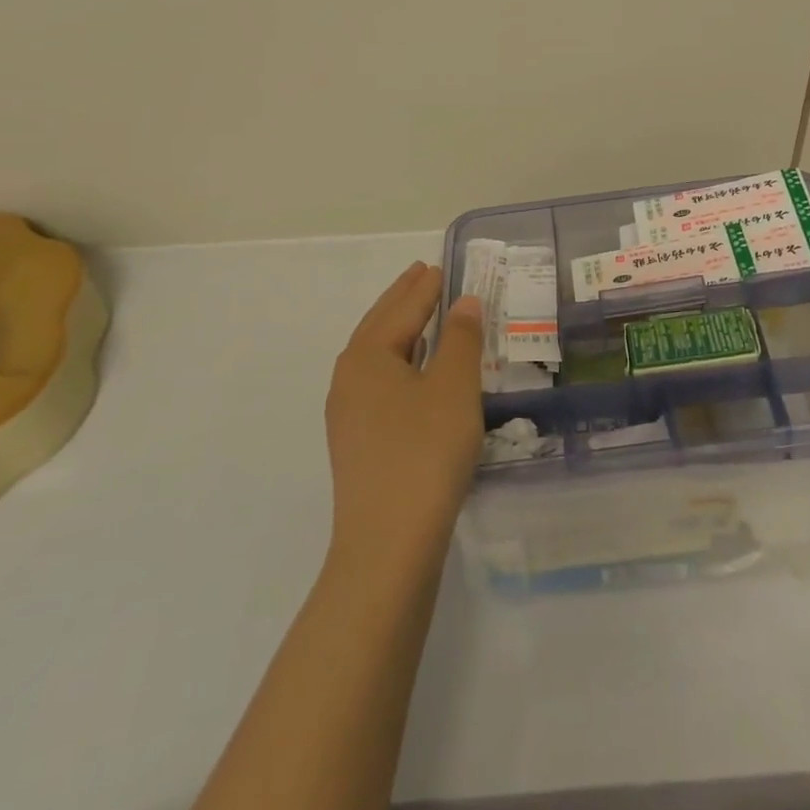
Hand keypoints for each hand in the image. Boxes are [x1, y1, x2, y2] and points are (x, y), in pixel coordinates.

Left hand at [325, 262, 483, 563]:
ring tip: (421, 315)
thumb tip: (462, 301)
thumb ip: (460, 338)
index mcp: (368, 356)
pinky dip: (399, 362)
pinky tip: (415, 373)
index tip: (436, 265)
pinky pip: (378, 382)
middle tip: (422, 275)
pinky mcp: (357, 442)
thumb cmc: (425, 452)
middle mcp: (349, 378)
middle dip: (403, 300)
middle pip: (380, 326)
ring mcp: (348, 413)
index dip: (423, 287)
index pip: (401, 309)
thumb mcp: (453, 388)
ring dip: (399, 330)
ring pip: (376, 356)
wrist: (388, 543)